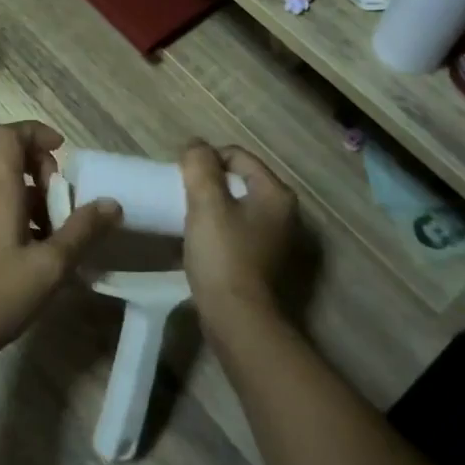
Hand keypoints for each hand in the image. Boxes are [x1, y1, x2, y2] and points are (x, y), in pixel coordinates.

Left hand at [0, 121, 121, 373]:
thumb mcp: (51, 265)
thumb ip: (83, 231)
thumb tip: (112, 203)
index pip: (8, 134)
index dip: (36, 132)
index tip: (64, 153)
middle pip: (12, 159)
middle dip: (47, 173)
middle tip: (68, 206)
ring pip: (10, 189)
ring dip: (40, 201)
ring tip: (62, 237)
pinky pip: (1, 211)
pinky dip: (26, 219)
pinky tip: (43, 256)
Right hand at [179, 141, 297, 329]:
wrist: (237, 320)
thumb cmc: (223, 255)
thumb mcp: (207, 203)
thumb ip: (199, 166)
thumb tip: (195, 145)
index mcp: (276, 193)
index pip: (237, 156)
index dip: (207, 160)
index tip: (182, 178)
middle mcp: (283, 213)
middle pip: (237, 181)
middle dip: (208, 184)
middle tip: (182, 196)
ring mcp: (274, 239)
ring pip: (235, 207)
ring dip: (210, 207)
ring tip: (186, 217)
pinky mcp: (261, 261)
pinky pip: (235, 231)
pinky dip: (216, 229)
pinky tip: (196, 241)